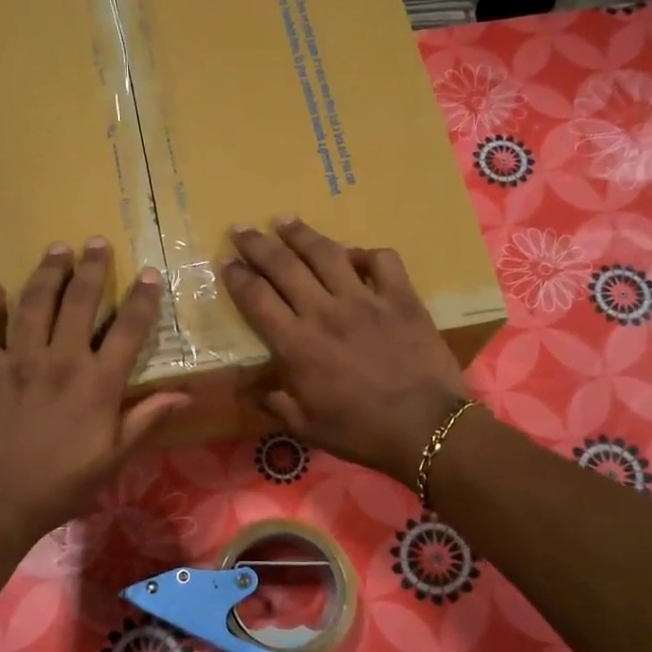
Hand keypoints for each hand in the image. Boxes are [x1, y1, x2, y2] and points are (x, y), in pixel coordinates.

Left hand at [0, 239, 189, 545]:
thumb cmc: (62, 485)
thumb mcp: (114, 457)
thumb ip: (147, 419)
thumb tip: (186, 394)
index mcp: (98, 384)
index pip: (128, 330)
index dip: (141, 299)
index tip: (148, 274)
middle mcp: (60, 362)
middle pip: (79, 302)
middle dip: (91, 268)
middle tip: (95, 241)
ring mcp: (17, 362)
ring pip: (33, 304)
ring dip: (47, 273)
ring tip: (56, 249)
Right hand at [223, 217, 468, 481]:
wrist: (425, 429)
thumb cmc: (360, 432)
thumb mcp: (306, 428)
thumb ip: (275, 403)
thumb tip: (251, 389)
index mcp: (296, 345)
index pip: (257, 298)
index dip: (237, 276)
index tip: (226, 262)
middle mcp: (324, 312)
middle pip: (283, 265)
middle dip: (257, 244)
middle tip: (241, 228)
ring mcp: (365, 300)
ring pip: (326, 253)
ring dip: (301, 233)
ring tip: (284, 220)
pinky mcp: (401, 298)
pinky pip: (381, 260)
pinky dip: (364, 253)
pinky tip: (353, 254)